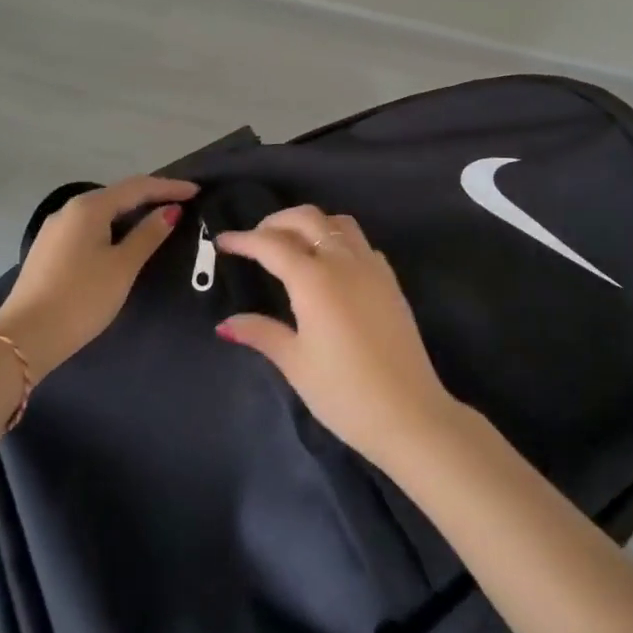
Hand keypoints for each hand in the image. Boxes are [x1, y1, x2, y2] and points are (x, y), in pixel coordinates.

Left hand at [0, 175, 197, 379]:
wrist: (24, 339)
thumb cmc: (81, 298)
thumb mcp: (122, 267)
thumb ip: (148, 235)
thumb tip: (170, 210)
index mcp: (90, 207)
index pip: (138, 187)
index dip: (169, 187)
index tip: (196, 191)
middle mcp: (69, 209)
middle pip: (118, 194)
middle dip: (150, 196)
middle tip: (181, 203)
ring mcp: (55, 229)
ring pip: (102, 211)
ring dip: (131, 212)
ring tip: (157, 219)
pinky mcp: (48, 249)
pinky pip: (89, 227)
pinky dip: (112, 227)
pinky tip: (123, 240)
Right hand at [216, 205, 459, 467]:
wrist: (410, 413)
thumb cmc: (344, 392)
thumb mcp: (295, 363)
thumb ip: (261, 333)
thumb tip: (226, 324)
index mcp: (314, 279)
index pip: (271, 245)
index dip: (244, 240)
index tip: (222, 241)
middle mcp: (343, 261)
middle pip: (306, 218)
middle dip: (276, 221)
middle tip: (255, 240)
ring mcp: (372, 267)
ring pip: (337, 222)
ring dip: (310, 223)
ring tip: (291, 244)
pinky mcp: (390, 280)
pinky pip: (360, 242)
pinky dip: (338, 239)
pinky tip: (330, 264)